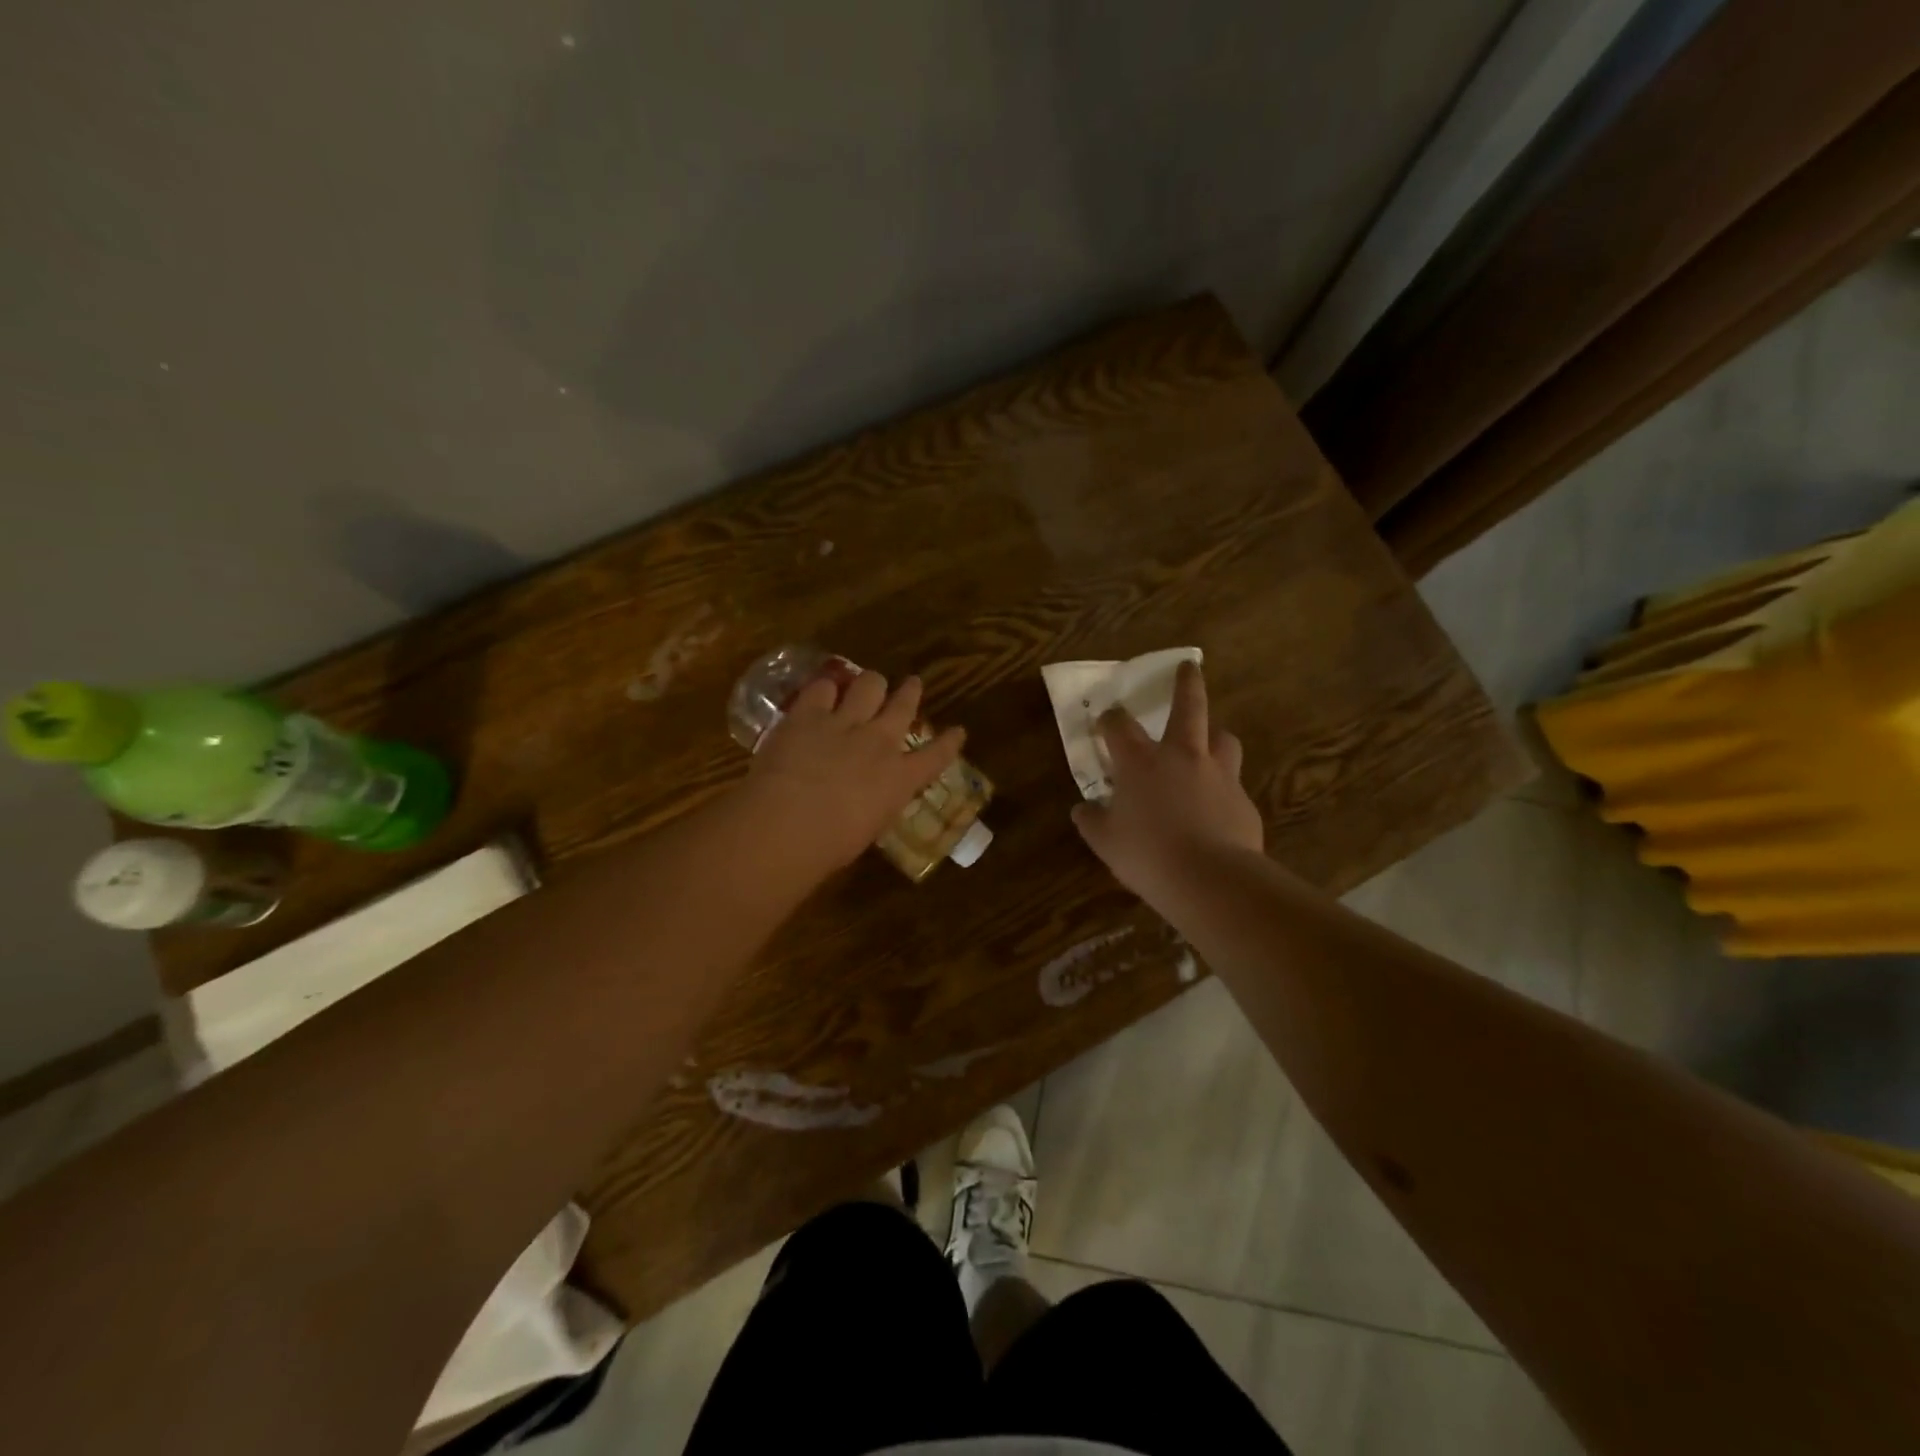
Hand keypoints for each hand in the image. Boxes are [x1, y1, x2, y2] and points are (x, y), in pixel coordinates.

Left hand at [747, 670, 965, 869]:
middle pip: (903, 705)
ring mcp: (845, 723)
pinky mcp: (808, 713)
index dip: (950, 742)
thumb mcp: (869, 829)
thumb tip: (870, 798)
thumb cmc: (829, 847)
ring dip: (870, 683)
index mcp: (899, 779)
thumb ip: (875, 804)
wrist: (786, 825)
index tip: (958, 731)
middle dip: (910, 692)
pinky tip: (822, 692)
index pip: (936, 756)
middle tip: (912, 683)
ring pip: (869, 684)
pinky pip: (823, 687)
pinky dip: (825, 688)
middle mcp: (879, 743)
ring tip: (867, 684)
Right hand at [1072, 660, 1263, 902]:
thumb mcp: (1105, 842)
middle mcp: (1181, 756)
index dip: (1109, 719)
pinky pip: (1232, 784)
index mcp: (1140, 762)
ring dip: (1214, 734)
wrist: (1211, 879)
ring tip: (1209, 740)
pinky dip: (1222, 787)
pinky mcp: (1243, 800)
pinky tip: (1217, 807)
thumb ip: (1092, 821)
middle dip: (1187, 683)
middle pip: (1189, 707)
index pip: (1119, 726)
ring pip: (1223, 738)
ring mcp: (1218, 775)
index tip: (1105, 720)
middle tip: (1190, 666)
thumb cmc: (1148, 855)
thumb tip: (1083, 809)